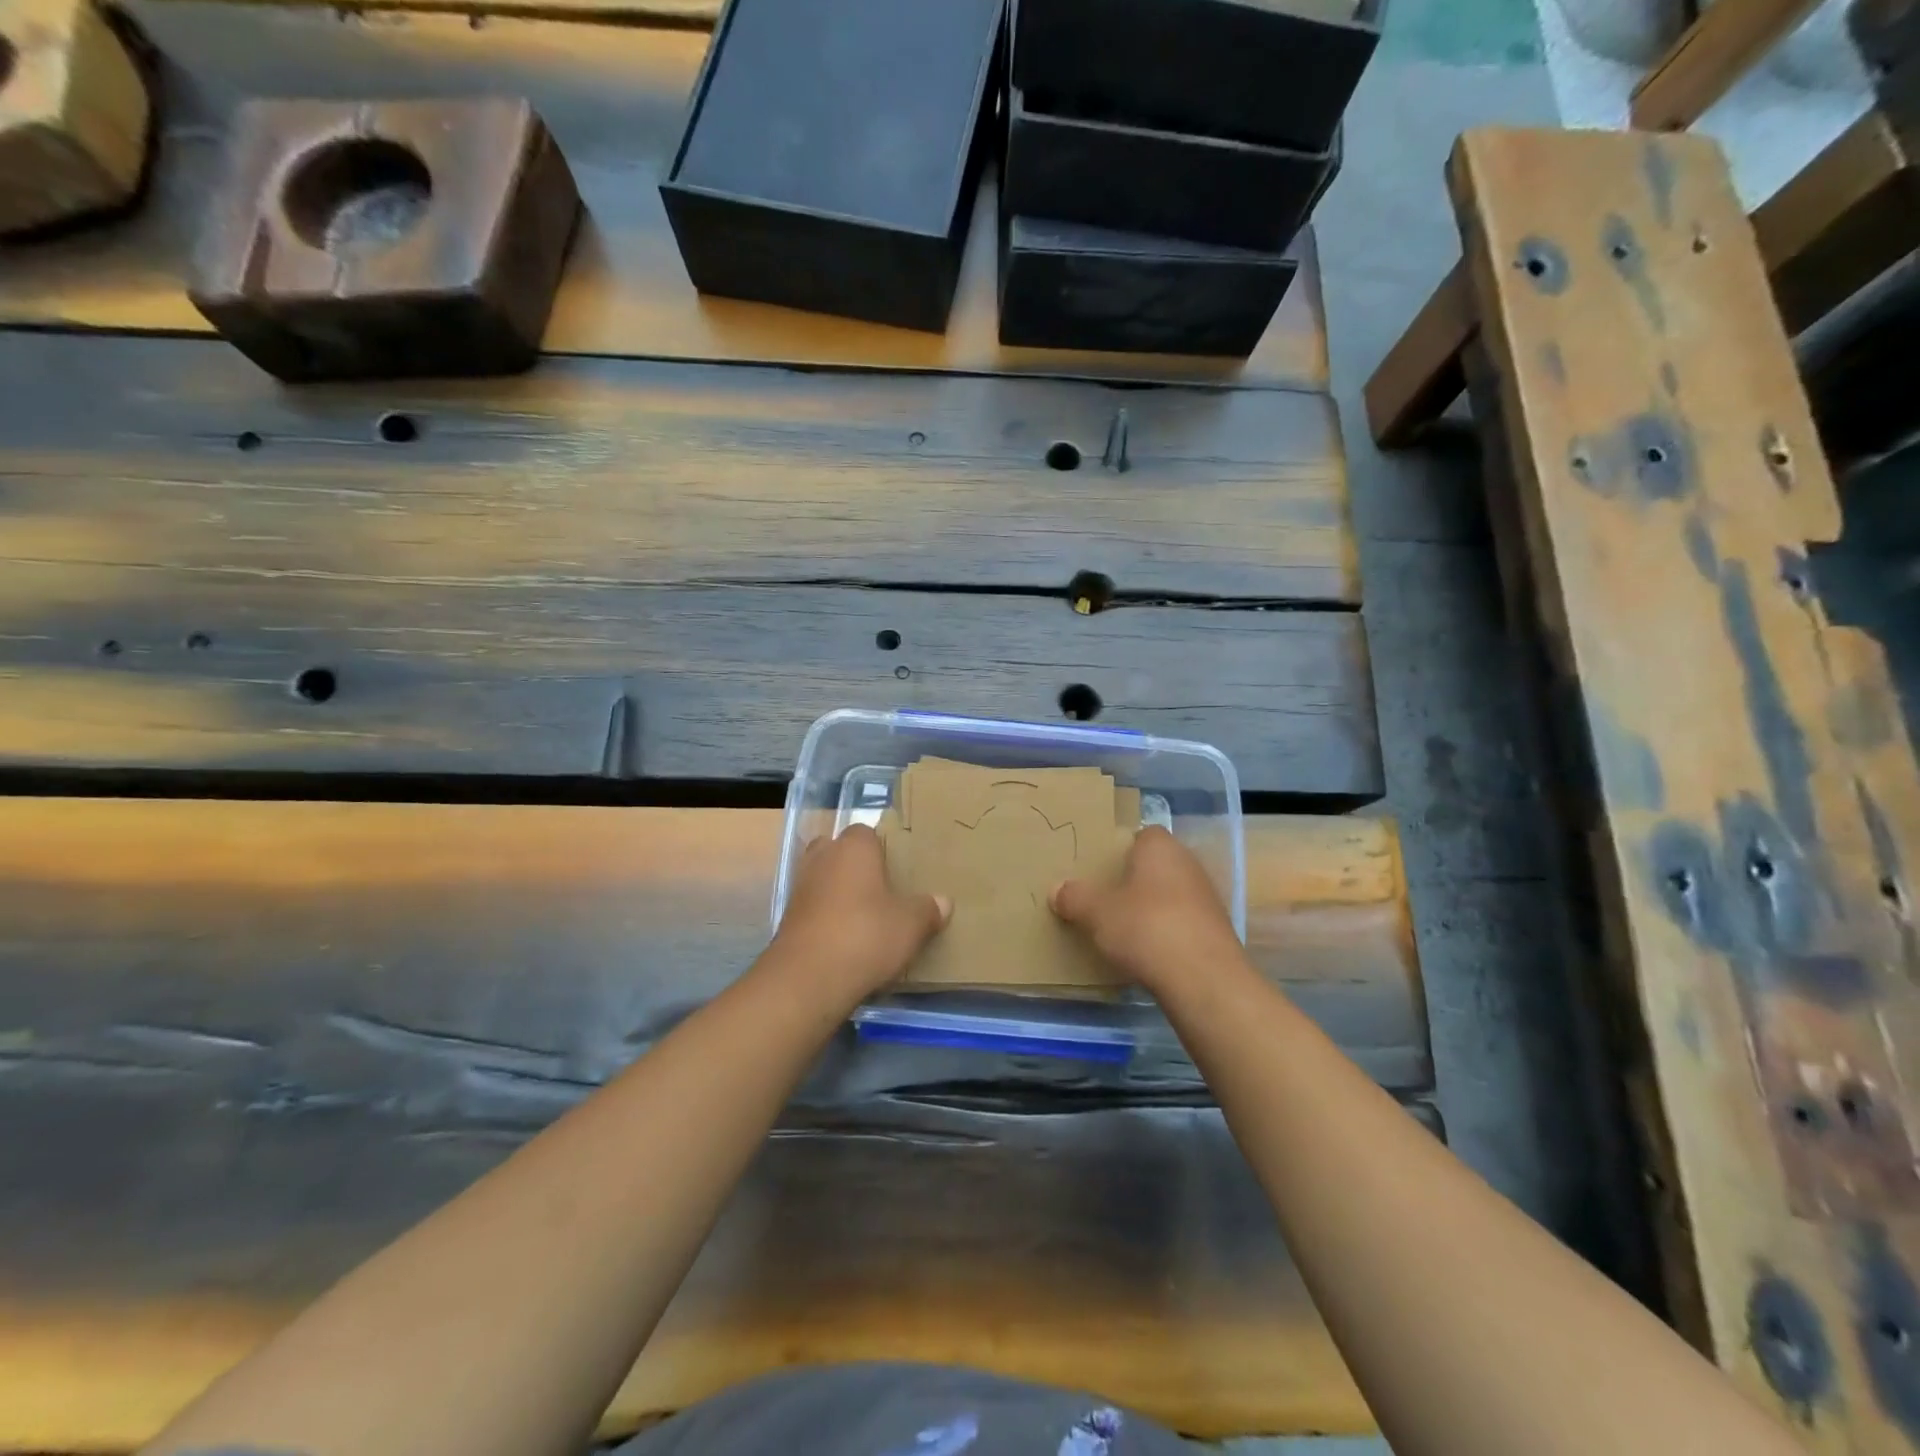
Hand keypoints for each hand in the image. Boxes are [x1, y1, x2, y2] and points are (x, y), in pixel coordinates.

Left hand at [769, 825, 950, 1003]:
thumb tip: (943, 901)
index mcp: (853, 847)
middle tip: (880, 889)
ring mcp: (800, 887)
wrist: (807, 979)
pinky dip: (826, 916)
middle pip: (838, 851)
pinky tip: (845, 938)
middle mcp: (822, 858)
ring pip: (823, 879)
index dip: (881, 848)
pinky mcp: (787, 918)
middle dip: (855, 866)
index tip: (898, 869)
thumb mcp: (910, 925)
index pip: (866, 832)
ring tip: (865, 915)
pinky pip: (813, 907)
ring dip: (838, 892)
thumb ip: (927, 909)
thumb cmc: (865, 936)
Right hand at [1050, 827, 1242, 995]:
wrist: (1203, 980)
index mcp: (1160, 847)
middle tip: (1103, 898)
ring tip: (1121, 928)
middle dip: (1132, 880)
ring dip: (1150, 908)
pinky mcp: (1215, 931)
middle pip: (1155, 866)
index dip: (1120, 849)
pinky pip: (1181, 922)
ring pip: (1169, 895)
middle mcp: (1188, 864)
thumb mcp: (1096, 913)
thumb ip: (1075, 897)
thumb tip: (1058, 889)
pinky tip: (1147, 952)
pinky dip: (1165, 932)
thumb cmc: (1145, 927)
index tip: (1100, 868)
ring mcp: (1206, 898)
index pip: (1141, 835)